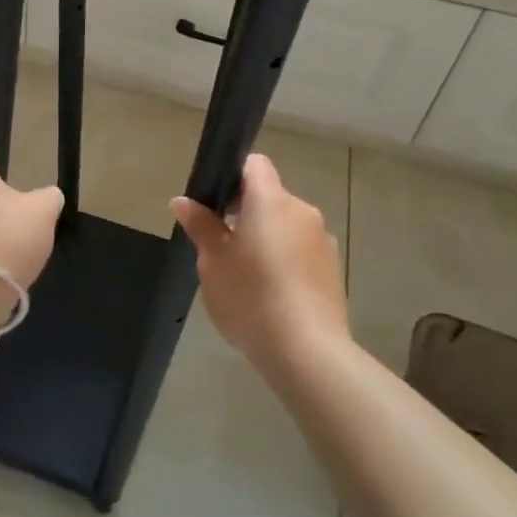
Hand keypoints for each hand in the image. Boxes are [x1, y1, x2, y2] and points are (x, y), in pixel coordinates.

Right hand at [171, 153, 347, 369]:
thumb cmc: (251, 298)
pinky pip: (302, 252)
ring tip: (247, 277)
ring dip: (267, 239)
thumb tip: (183, 201)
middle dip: (246, 214)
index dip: (233, 176)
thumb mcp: (213, 262)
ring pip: (287, 226)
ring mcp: (322, 240)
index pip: (255, 165)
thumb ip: (200, 226)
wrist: (308, 352)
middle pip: (270, 197)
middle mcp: (302, 211)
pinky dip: (286, 262)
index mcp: (271, 201)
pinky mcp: (333, 269)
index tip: (216, 204)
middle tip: (222, 247)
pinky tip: (272, 296)